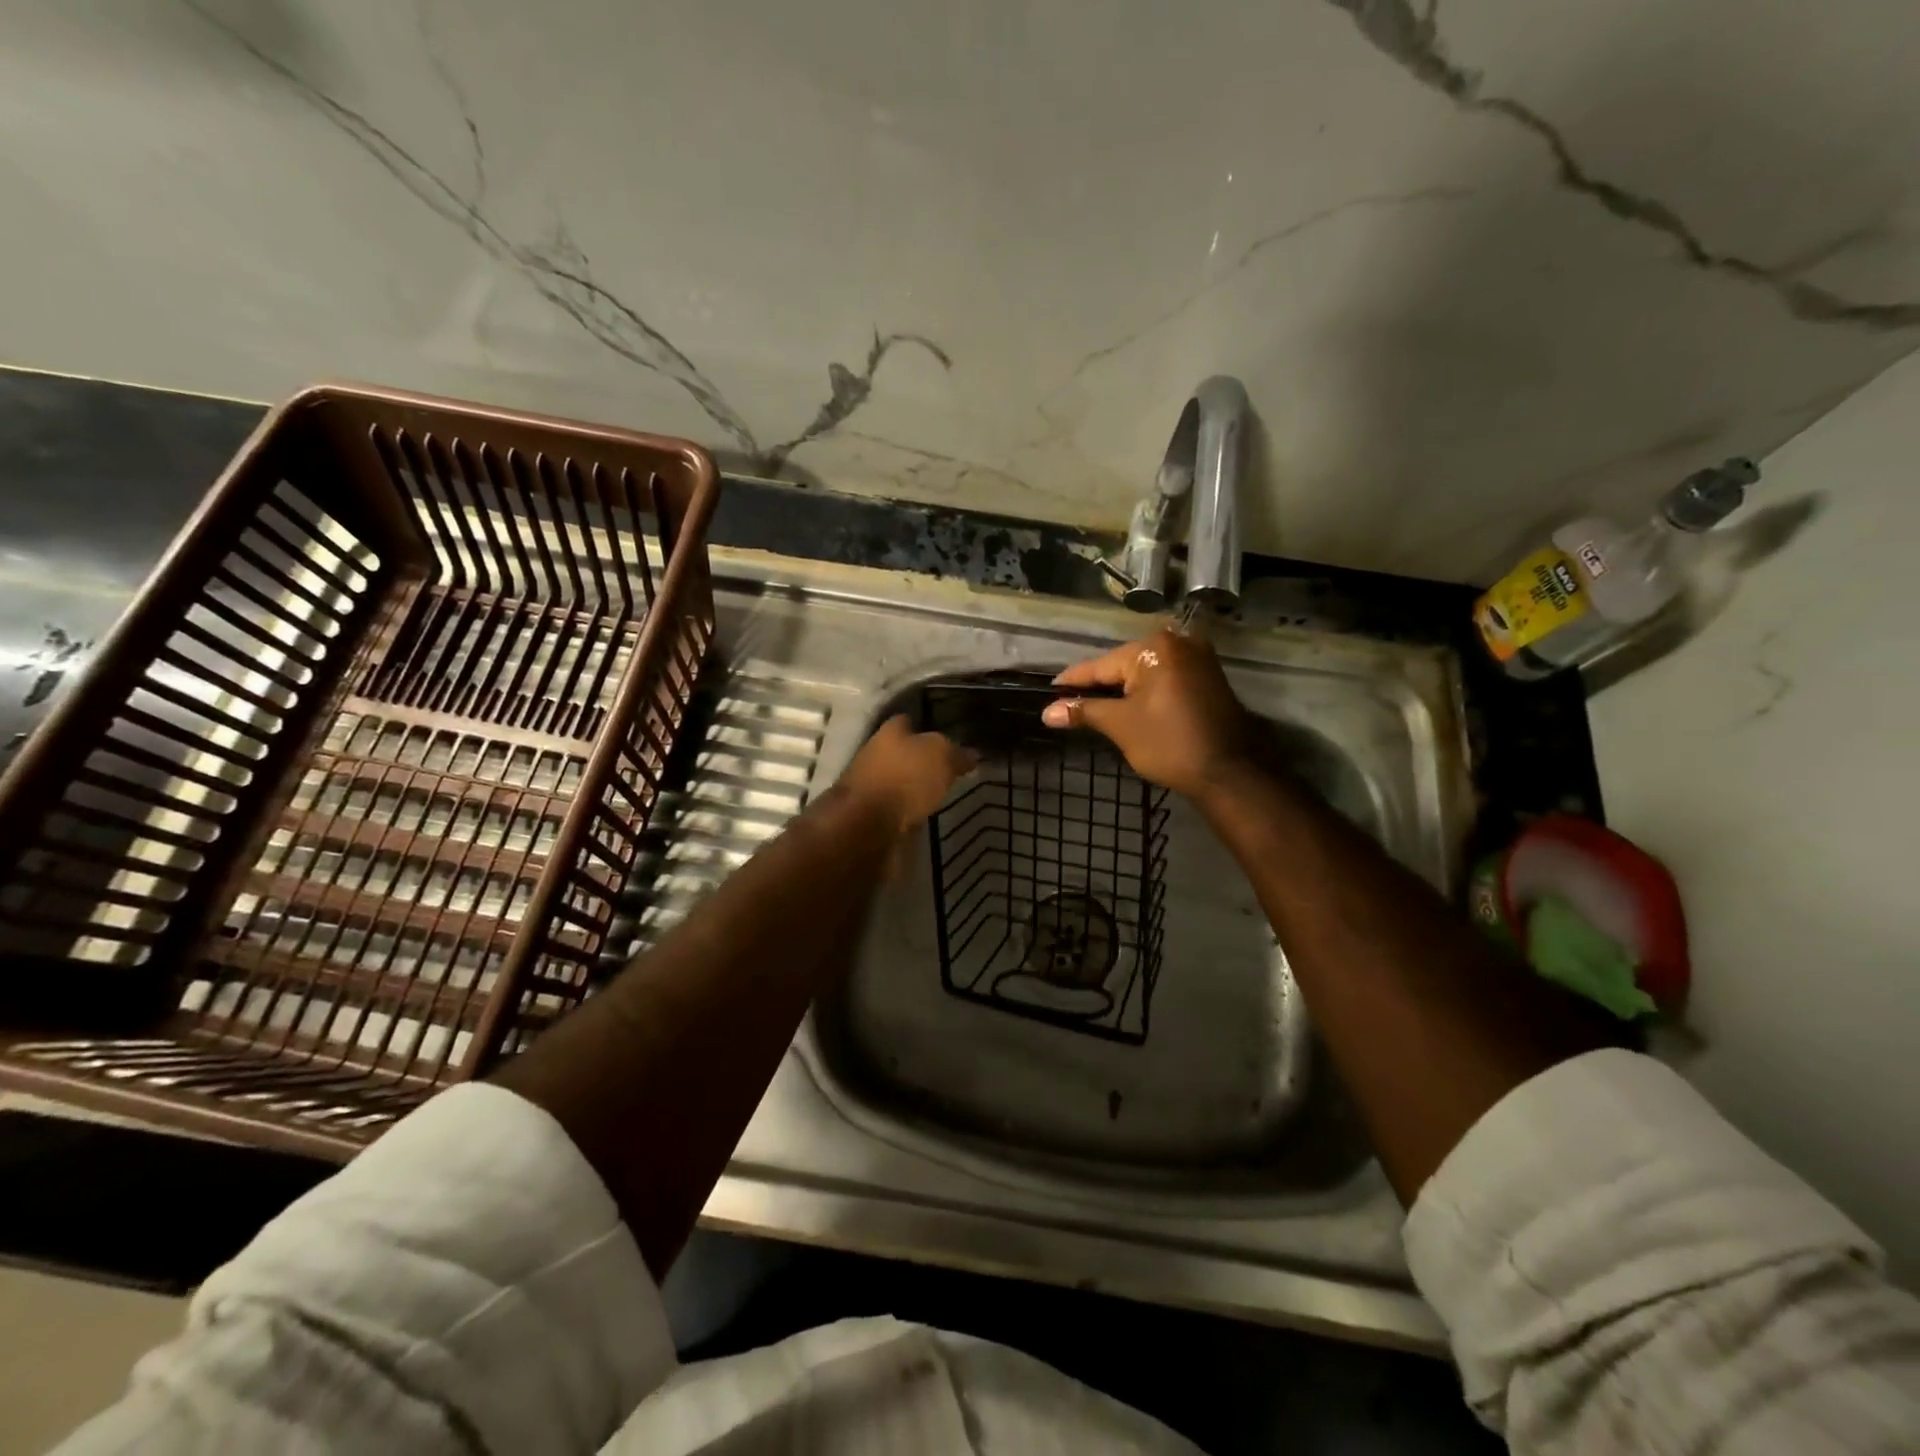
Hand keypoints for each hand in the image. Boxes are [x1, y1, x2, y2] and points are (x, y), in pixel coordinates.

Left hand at [839, 715, 978, 831]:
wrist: (868, 825)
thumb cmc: (905, 778)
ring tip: (939, 794)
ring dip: (912, 787)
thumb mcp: (941, 756)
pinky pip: (894, 807)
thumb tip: (972, 754)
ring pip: (897, 781)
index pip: (909, 721)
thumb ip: (956, 753)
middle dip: (920, 760)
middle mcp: (875, 753)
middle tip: (947, 768)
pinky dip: (907, 810)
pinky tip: (923, 815)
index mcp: (890, 731)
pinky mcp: (868, 815)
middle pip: (901, 752)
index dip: (927, 727)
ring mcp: (868, 785)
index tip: (947, 738)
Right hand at [1043, 630, 1255, 796]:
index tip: (1048, 692)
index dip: (1072, 682)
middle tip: (1068, 705)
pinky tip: (1127, 708)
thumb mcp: (1120, 725)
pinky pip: (1164, 679)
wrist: (1228, 773)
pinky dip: (1144, 693)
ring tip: (1092, 709)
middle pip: (1122, 666)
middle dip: (1097, 686)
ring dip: (1121, 691)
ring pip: (1144, 673)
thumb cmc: (1169, 744)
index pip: (1100, 666)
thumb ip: (1084, 711)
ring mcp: (1197, 658)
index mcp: (1154, 648)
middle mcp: (1178, 643)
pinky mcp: (1207, 677)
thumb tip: (1047, 712)